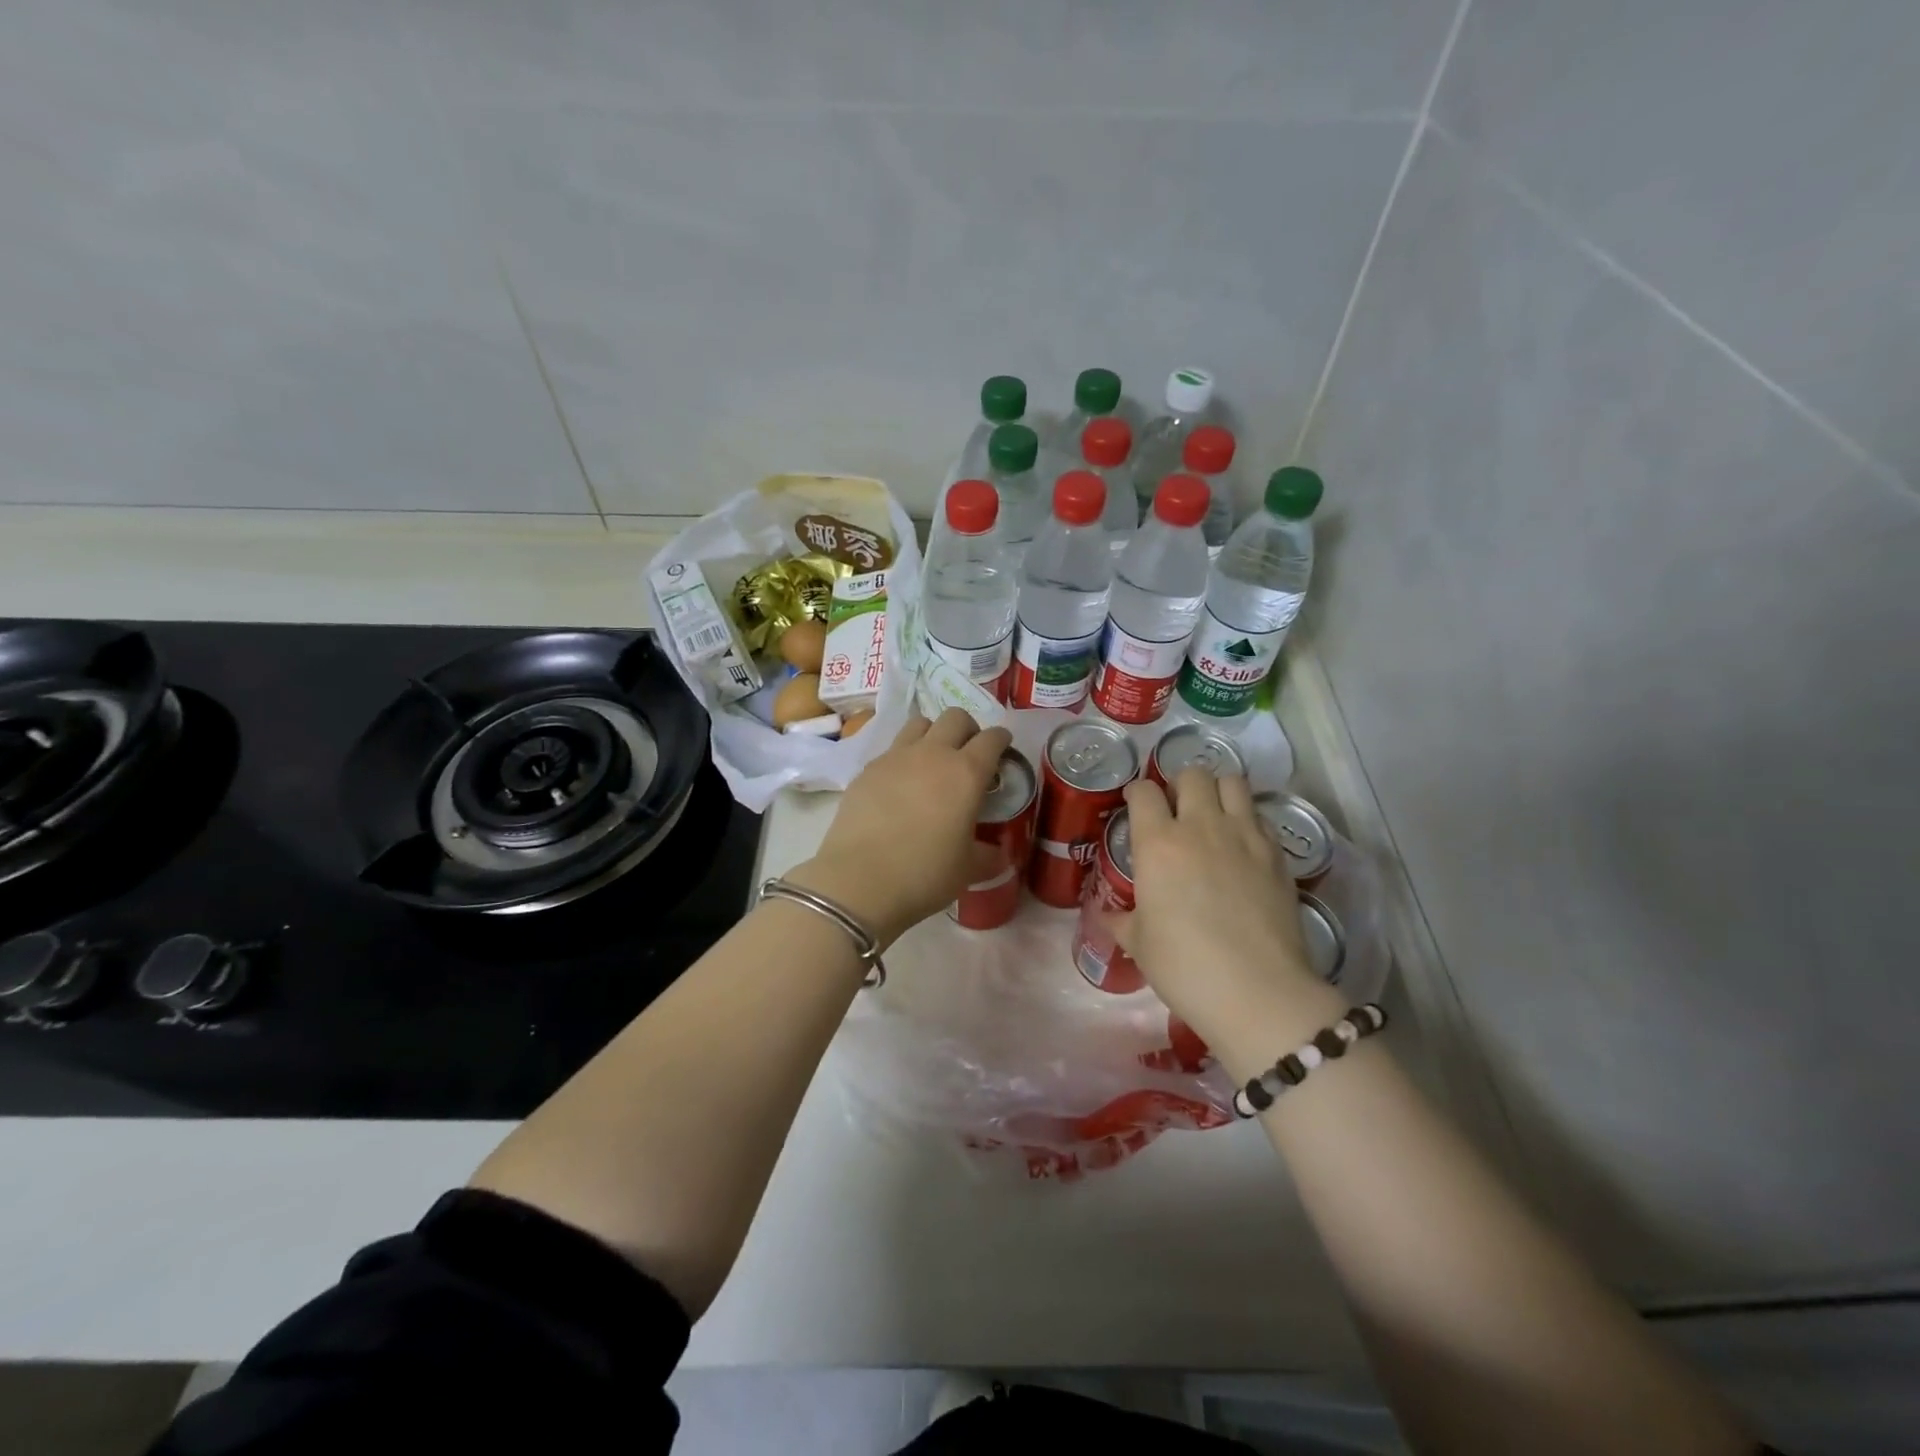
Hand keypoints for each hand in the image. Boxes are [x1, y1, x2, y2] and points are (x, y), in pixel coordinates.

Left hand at [788, 709, 1011, 946]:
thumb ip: (989, 855)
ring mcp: (896, 757)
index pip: (992, 738)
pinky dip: (904, 756)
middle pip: (955, 717)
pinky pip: (893, 748)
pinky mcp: (868, 768)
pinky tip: (902, 783)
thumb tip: (1000, 852)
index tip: (1003, 749)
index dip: (1001, 739)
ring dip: (934, 734)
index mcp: (966, 772)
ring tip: (934, 760)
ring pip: (920, 723)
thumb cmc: (925, 873)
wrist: (860, 879)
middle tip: (969, 753)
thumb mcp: (968, 869)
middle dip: (968, 728)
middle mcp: (933, 753)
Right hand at [1110, 769, 1340, 1069]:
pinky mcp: (1277, 854)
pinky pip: (1260, 816)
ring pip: (1232, 782)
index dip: (1136, 794)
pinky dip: (1248, 820)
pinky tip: (1242, 846)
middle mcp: (1201, 826)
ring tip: (1213, 815)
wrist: (1258, 991)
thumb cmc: (1184, 966)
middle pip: (1192, 774)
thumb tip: (1106, 915)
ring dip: (1218, 791)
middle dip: (1180, 785)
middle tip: (1177, 811)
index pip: (1143, 791)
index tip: (1136, 806)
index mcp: (1158, 843)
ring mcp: (1244, 836)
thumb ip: (1121, 920)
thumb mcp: (1140, 944)